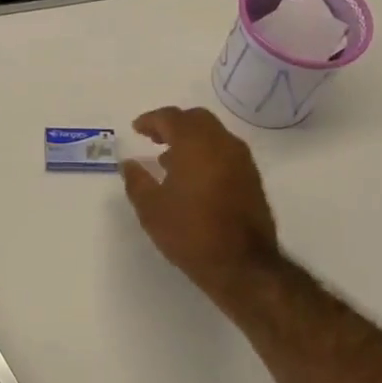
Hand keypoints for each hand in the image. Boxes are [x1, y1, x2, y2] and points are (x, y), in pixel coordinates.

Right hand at [121, 107, 283, 313]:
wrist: (243, 265)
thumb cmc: (190, 232)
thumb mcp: (151, 209)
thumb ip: (137, 181)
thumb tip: (129, 164)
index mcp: (195, 144)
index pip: (171, 117)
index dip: (151, 120)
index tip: (137, 128)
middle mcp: (222, 143)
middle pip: (196, 119)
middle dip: (173, 124)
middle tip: (154, 137)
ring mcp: (241, 160)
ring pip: (214, 134)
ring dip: (191, 139)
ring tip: (169, 160)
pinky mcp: (252, 179)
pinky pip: (225, 152)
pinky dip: (206, 153)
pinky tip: (193, 177)